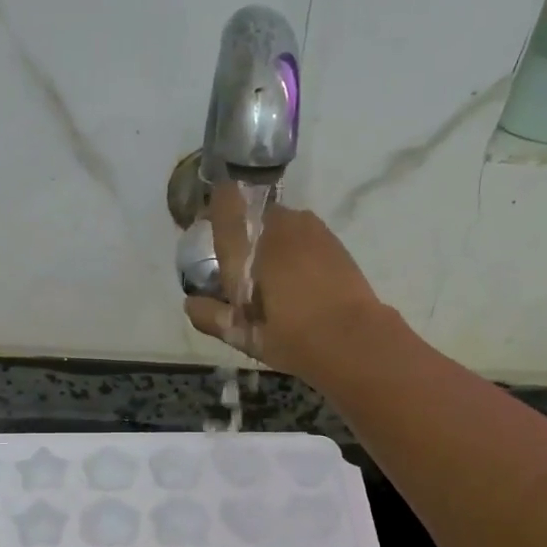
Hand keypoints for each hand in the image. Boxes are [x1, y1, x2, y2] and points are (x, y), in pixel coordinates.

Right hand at [182, 181, 387, 377]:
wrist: (356, 340)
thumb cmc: (296, 339)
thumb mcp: (248, 337)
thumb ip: (214, 318)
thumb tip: (190, 304)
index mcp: (253, 247)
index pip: (225, 207)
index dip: (215, 206)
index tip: (209, 222)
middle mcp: (279, 227)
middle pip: (253, 216)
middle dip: (245, 234)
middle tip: (242, 269)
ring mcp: (309, 229)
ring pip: (279, 224)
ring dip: (270, 240)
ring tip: (270, 275)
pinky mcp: (331, 239)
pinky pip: (301, 233)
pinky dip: (293, 247)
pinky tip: (296, 278)